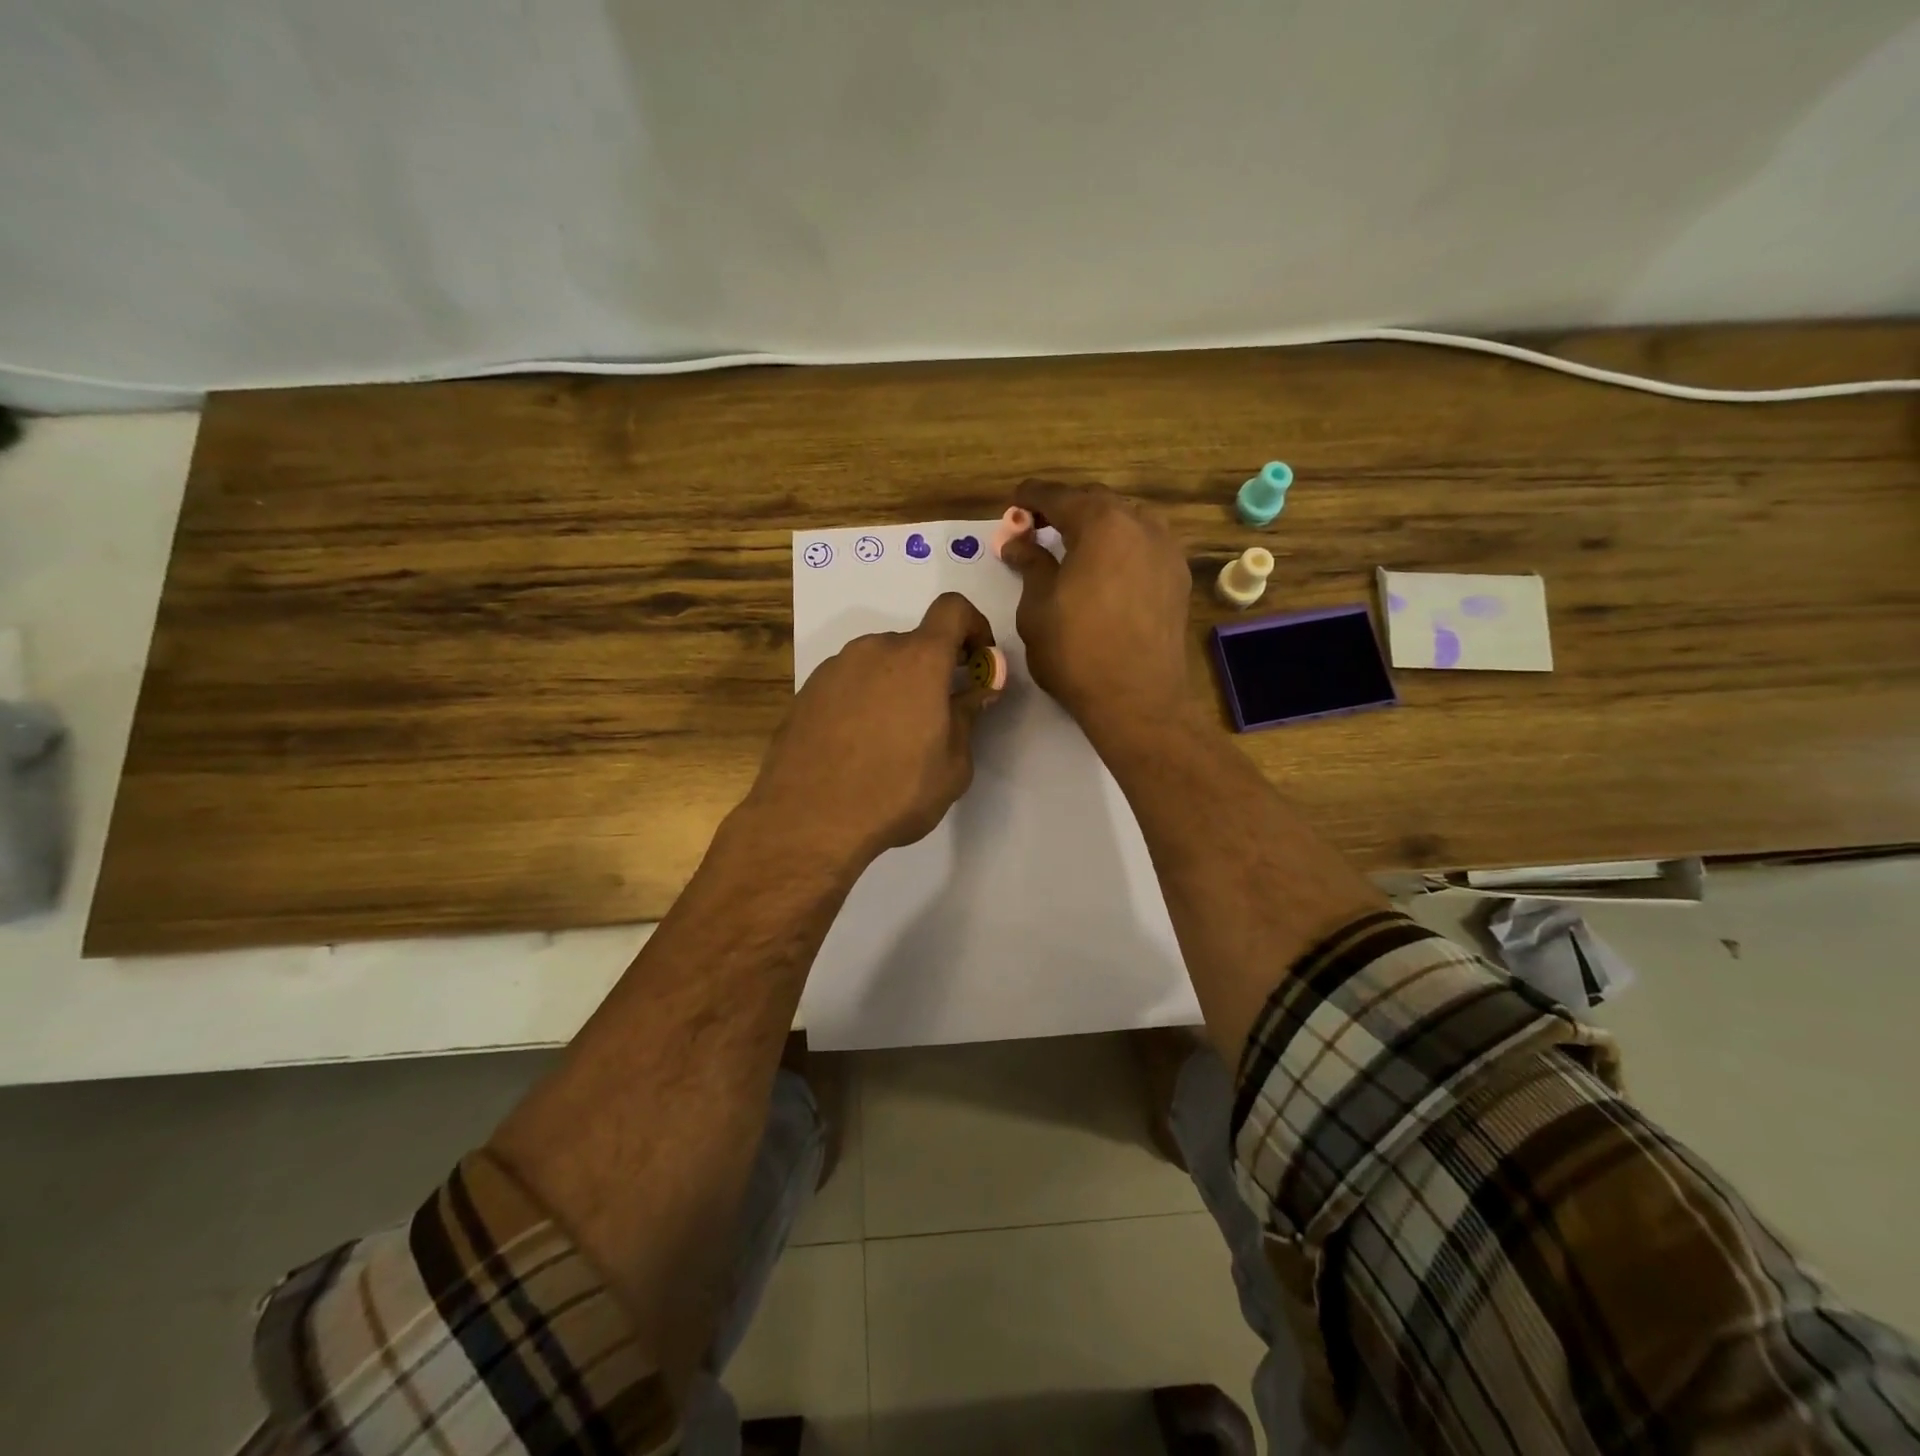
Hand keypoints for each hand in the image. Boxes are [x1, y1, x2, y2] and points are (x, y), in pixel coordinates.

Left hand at [749, 593, 997, 864]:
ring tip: (892, 739)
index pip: (953, 610)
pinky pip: (849, 683)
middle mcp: (874, 650)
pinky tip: (857, 746)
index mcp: (918, 659)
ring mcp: (834, 668)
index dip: (974, 625)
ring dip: (896, 686)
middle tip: (937, 717)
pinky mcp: (807, 692)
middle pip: (914, 643)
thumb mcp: (953, 765)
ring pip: (878, 664)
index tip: (978, 660)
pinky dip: (863, 700)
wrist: (808, 820)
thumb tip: (979, 690)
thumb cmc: (896, 792)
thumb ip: (968, 716)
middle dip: (933, 671)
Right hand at [1000, 482, 1193, 740]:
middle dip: (1065, 508)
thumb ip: (1030, 565)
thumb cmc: (1076, 652)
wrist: (1137, 699)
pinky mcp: (1178, 578)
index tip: (1014, 502)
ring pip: (1127, 520)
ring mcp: (1166, 550)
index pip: (1059, 496)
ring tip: (1074, 544)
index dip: (1032, 497)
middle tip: (1037, 526)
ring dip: (1097, 524)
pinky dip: (1121, 545)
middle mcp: (1140, 524)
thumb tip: (1018, 543)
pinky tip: (1107, 567)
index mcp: (1101, 523)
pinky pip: (1145, 545)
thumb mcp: (1037, 607)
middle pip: (1097, 502)